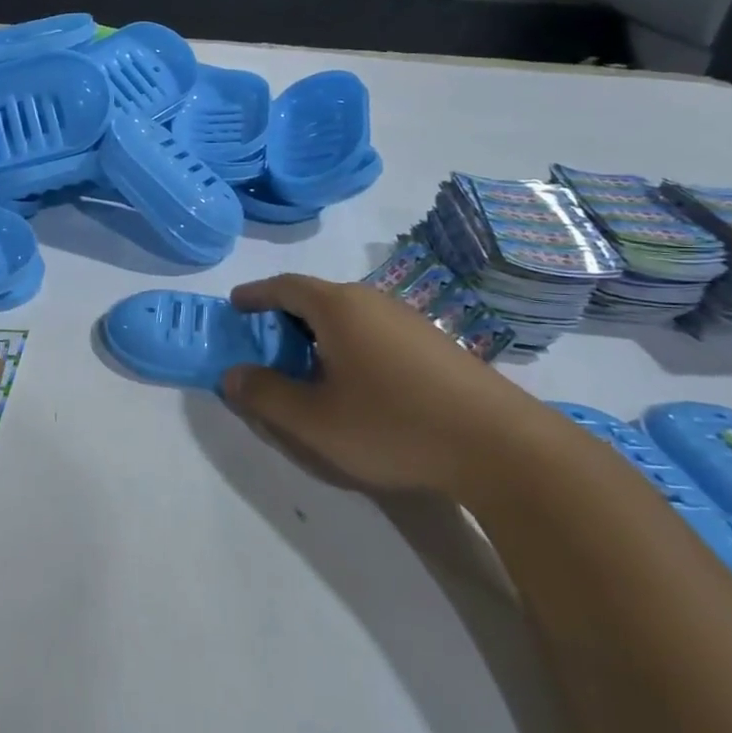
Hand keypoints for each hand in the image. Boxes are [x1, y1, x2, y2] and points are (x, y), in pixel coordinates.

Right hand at [220, 274, 539, 494]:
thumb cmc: (392, 425)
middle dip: (286, 314)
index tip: (235, 304)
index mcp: (339, 308)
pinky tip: (356, 381)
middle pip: (318, 297)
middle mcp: (373, 301)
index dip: (256, 294)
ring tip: (307, 364)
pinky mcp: (435, 344)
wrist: (500, 446)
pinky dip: (349, 344)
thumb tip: (231, 375)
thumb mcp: (313, 421)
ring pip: (350, 315)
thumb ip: (265, 395)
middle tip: (266, 341)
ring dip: (320, 332)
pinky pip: (375, 331)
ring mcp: (409, 320)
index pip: (285, 286)